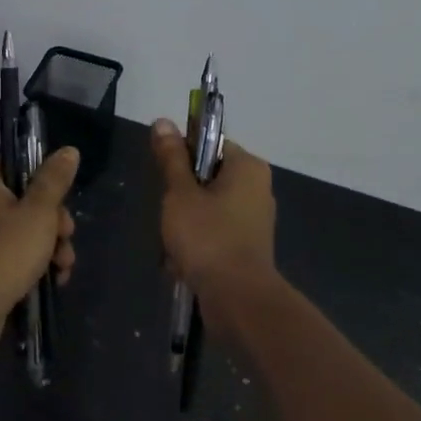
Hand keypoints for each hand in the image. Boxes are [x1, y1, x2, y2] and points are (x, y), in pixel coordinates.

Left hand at [0, 149, 79, 361]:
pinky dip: (42, 264)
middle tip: (65, 235)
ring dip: (55, 246)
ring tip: (63, 265)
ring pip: (34, 231)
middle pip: (32, 201)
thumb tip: (69, 150)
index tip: (63, 195)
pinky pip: (26, 255)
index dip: (47, 178)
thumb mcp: (39, 211)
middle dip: (57, 222)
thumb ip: (55, 180)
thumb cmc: (8, 250)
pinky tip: (57, 278)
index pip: (20, 165)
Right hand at [151, 118, 276, 314]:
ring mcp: (254, 220)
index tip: (165, 178)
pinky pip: (215, 234)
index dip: (182, 157)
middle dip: (181, 198)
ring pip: (207, 209)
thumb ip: (171, 158)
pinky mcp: (248, 247)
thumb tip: (163, 121)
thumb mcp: (180, 193)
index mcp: (247, 166)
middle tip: (169, 215)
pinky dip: (197, 245)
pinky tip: (181, 263)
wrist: (238, 299)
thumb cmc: (208, 237)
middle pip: (206, 178)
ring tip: (173, 245)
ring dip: (184, 225)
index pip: (209, 145)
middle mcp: (257, 188)